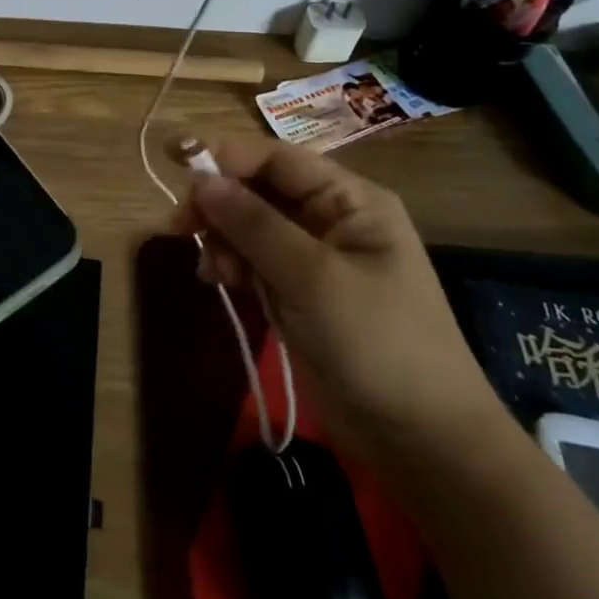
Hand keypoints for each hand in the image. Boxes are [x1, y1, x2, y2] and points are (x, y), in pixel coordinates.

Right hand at [172, 136, 503, 468]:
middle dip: (219, 203)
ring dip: (222, 239)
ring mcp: (313, 259)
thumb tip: (201, 181)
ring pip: (249, 226)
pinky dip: (230, 265)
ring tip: (211, 270)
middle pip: (259, 190)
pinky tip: (216, 280)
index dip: (226, 155)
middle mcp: (330, 220)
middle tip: (179, 225)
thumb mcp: (314, 278)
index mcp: (350, 201)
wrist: (422, 443)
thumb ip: (255, 225)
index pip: (277, 159)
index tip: (176, 161)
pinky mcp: (298, 294)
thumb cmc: (378, 344)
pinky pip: (252, 261)